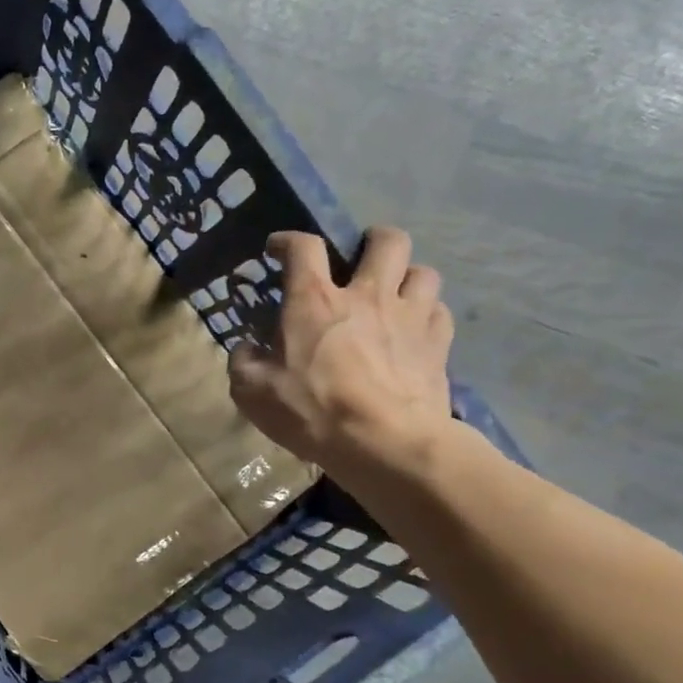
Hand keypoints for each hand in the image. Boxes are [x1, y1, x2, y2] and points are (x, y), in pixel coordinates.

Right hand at [228, 226, 454, 483]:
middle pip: (387, 241)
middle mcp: (367, 295)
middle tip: (359, 258)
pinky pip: (439, 311)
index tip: (278, 248)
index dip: (288, 240)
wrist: (384, 442)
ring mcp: (410, 317)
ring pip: (423, 271)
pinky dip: (427, 314)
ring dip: (407, 276)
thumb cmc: (311, 411)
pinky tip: (414, 330)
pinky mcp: (438, 344)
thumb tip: (247, 348)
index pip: (303, 248)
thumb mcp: (251, 392)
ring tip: (393, 294)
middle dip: (372, 240)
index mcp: (314, 301)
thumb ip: (243, 362)